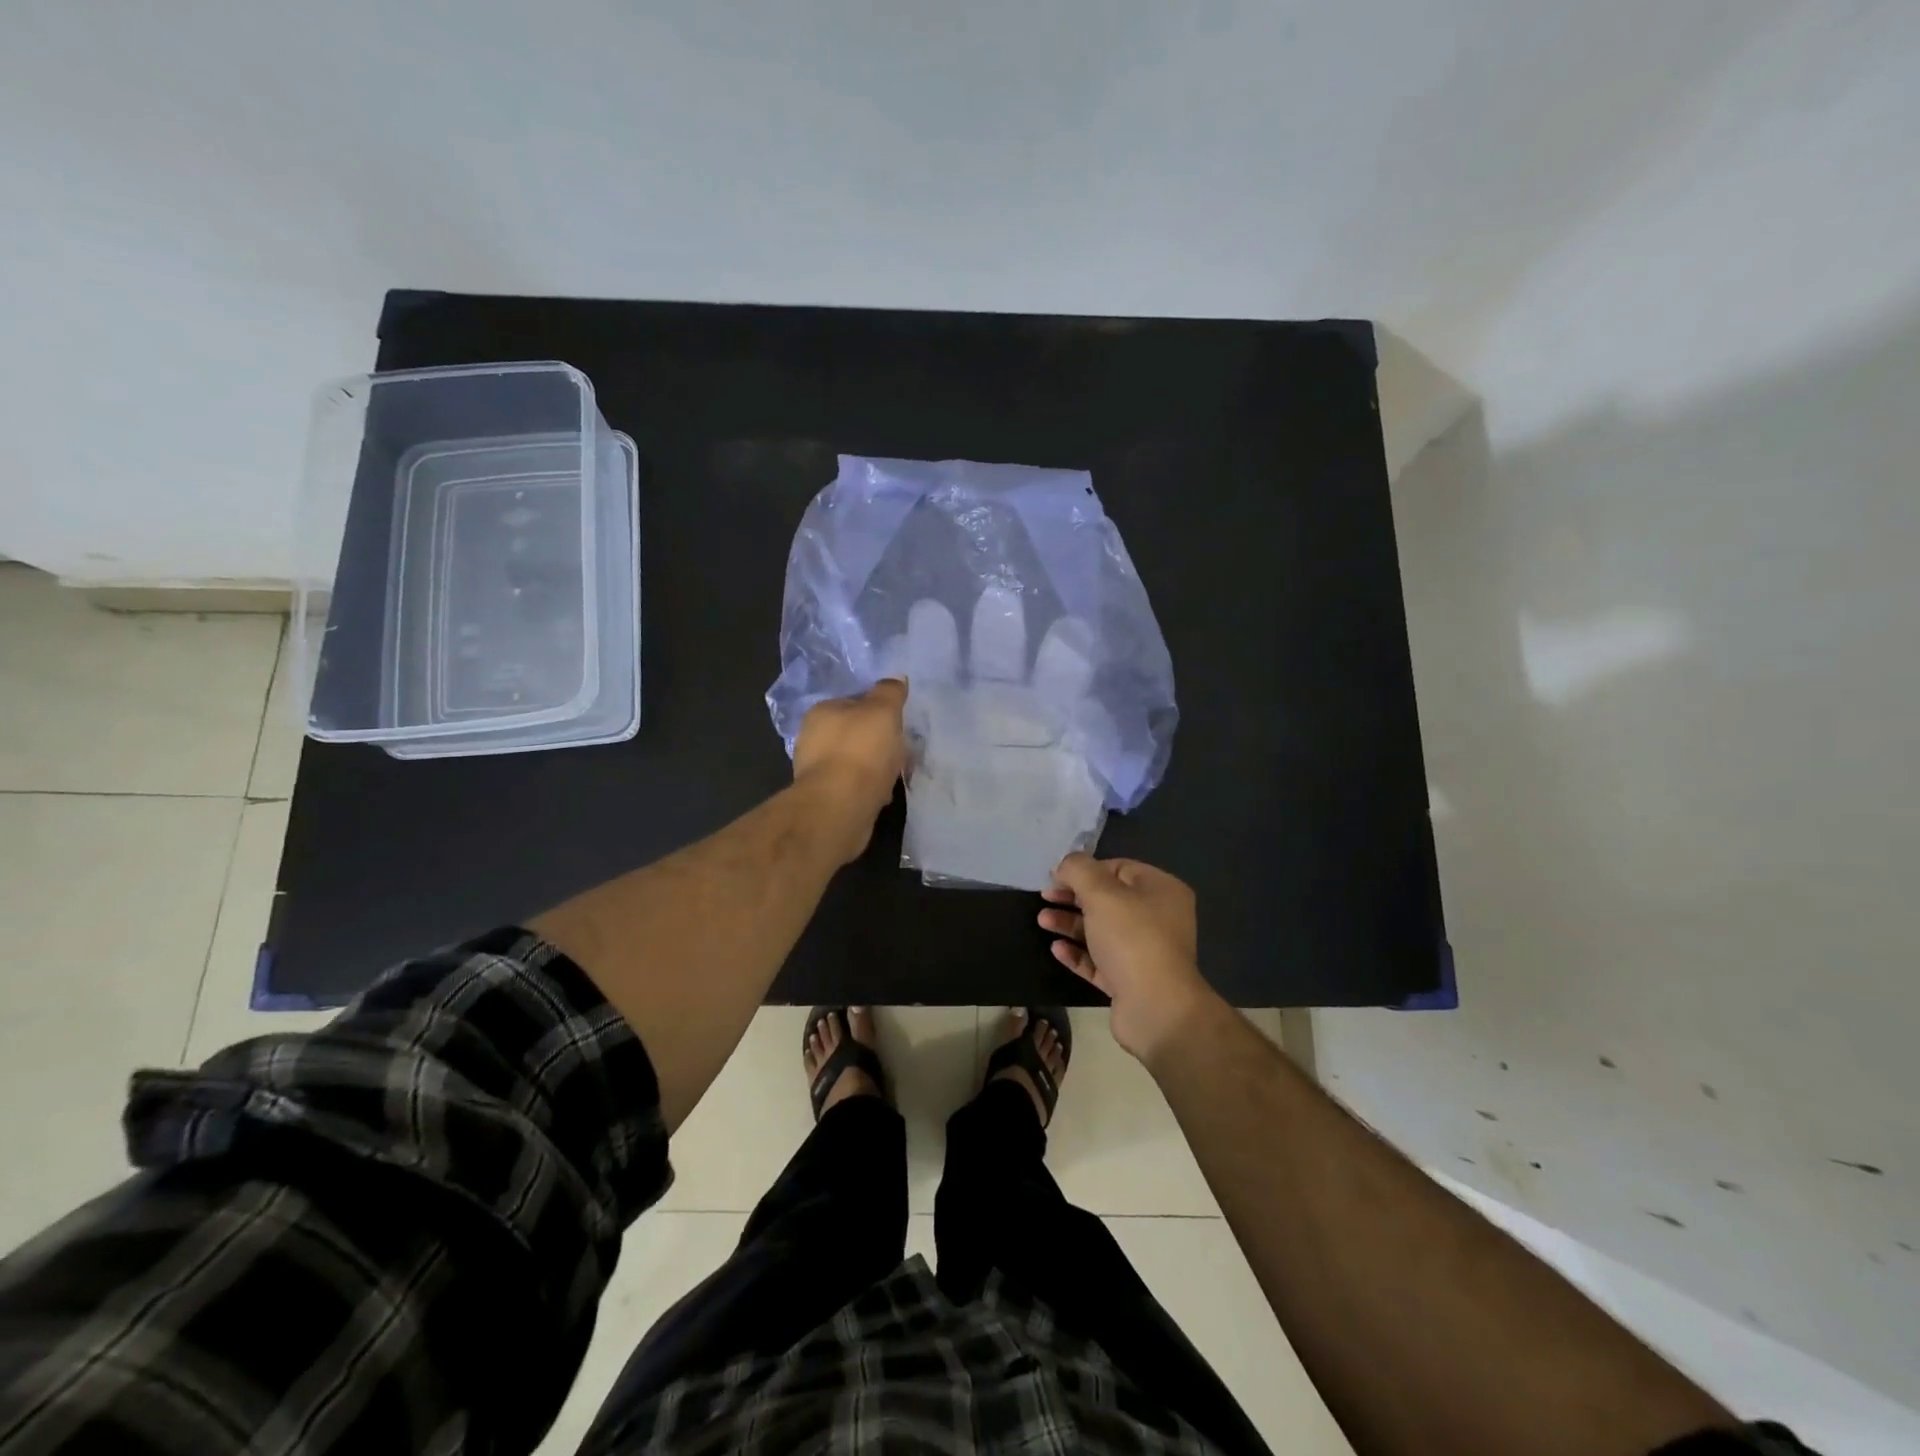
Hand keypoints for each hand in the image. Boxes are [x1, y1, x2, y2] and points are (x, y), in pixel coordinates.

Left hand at [793, 679, 908, 861]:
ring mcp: (816, 770)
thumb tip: (895, 678)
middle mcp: (812, 738)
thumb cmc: (861, 751)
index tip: (898, 722)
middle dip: (877, 741)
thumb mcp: (882, 711)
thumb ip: (889, 692)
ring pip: (855, 761)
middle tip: (902, 749)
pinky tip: (883, 794)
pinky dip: (869, 788)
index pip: (853, 702)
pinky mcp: (825, 798)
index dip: (878, 710)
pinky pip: (854, 786)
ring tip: (897, 774)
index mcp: (821, 711)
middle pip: (854, 733)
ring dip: (875, 767)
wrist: (840, 807)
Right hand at [1039, 854, 1215, 1063]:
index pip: (1119, 868)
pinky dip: (1078, 953)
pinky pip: (1100, 960)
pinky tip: (1056, 949)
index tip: (1056, 877)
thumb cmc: (1131, 938)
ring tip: (1042, 922)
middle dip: (1073, 897)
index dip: (1086, 870)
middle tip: (1044, 898)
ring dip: (1070, 924)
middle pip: (1108, 900)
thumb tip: (1065, 864)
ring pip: (1101, 931)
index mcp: (1161, 890)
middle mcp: (1158, 918)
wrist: (1155, 1008)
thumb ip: (1078, 870)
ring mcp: (1145, 952)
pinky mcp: (1131, 981)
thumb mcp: (1101, 893)